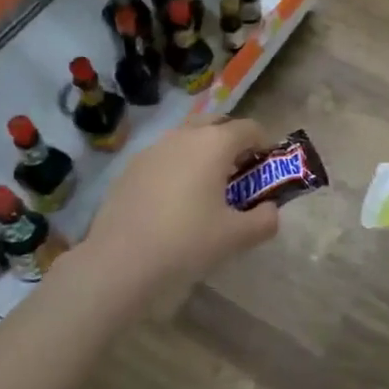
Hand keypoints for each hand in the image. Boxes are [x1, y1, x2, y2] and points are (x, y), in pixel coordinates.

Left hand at [75, 118, 280, 296]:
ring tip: (206, 188)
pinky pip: (164, 156)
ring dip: (203, 152)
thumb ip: (265, 220)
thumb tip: (270, 210)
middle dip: (232, 142)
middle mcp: (184, 136)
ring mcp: (153, 149)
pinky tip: (174, 202)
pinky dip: (177, 167)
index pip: (250, 128)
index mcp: (214, 143)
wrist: (118, 263)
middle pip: (217, 124)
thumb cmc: (186, 243)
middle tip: (239, 173)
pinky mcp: (130, 168)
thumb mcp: (236, 237)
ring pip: (187, 138)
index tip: (267, 169)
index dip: (264, 145)